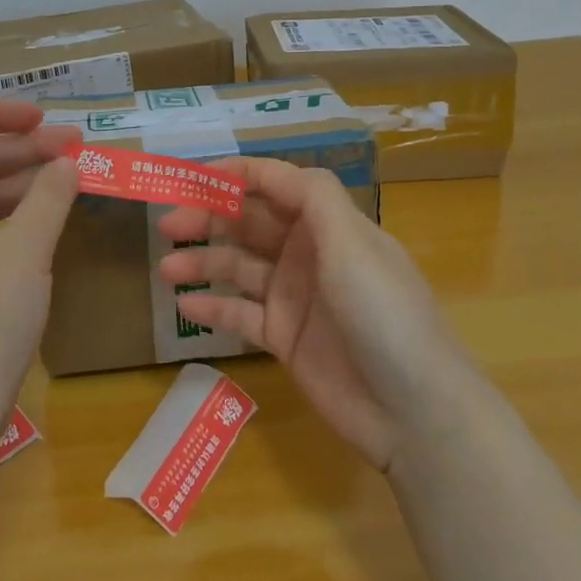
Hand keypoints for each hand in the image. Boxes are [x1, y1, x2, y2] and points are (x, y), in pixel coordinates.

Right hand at [157, 156, 463, 468]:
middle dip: (209, 217)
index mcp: (328, 224)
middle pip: (250, 224)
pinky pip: (240, 314)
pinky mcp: (285, 339)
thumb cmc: (384, 314)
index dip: (236, 175)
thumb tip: (272, 169)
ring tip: (166, 268)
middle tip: (167, 224)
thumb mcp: (353, 243)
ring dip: (203, 262)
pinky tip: (185, 305)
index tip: (190, 176)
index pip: (276, 184)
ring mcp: (295, 297)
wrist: (413, 410)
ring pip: (238, 268)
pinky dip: (213, 308)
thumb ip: (312, 197)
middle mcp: (308, 253)